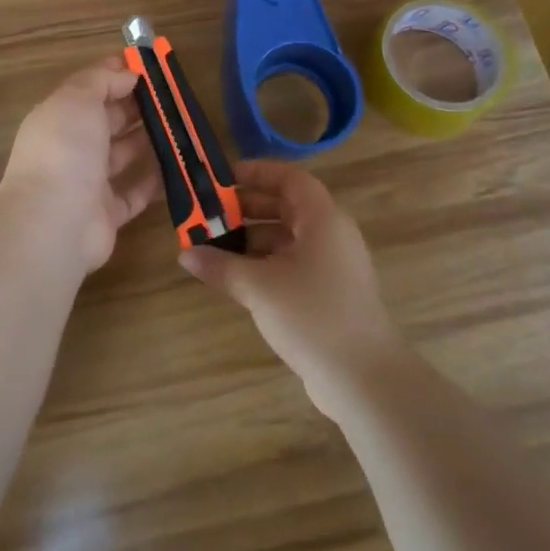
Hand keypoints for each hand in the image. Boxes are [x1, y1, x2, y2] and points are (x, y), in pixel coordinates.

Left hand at [0, 56, 162, 278]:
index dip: (115, 76)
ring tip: (182, 126)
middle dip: (137, 107)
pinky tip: (178, 166)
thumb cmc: (65, 149)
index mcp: (58, 118)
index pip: (89, 90)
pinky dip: (154, 181)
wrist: (54, 222)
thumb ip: (101, 81)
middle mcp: (71, 149)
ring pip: (122, 156)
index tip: (149, 66)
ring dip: (149, 141)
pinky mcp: (108, 215)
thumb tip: (126, 73)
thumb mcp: (77, 99)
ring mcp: (88, 184)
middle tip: (173, 96)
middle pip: (107, 122)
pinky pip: (135, 194)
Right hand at [180, 160, 405, 417]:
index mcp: (322, 218)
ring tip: (216, 248)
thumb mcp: (259, 287)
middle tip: (210, 215)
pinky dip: (267, 263)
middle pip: (287, 206)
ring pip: (289, 238)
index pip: (289, 178)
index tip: (222, 178)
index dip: (256, 173)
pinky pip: (294, 264)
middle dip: (247, 208)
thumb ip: (220, 266)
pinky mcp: (331, 293)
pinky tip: (238, 279)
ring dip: (253, 239)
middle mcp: (332, 234)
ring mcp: (334, 265)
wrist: (364, 378)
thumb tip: (185, 254)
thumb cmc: (312, 315)